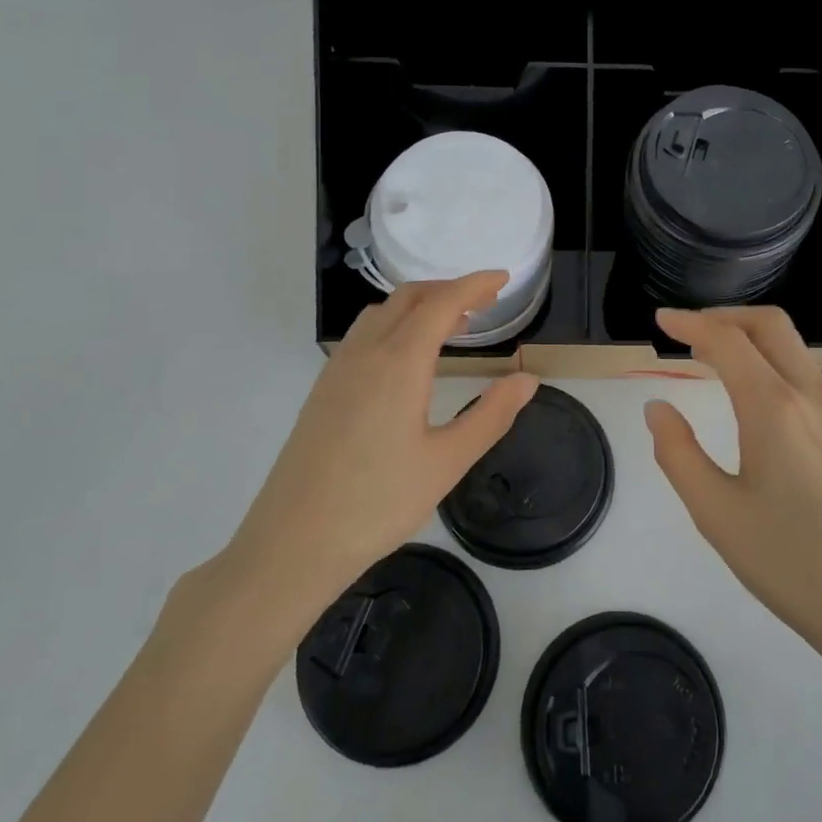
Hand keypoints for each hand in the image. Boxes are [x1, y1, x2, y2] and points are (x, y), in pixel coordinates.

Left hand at [223, 272, 538, 609]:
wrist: (294, 542)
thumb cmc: (378, 503)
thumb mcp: (447, 462)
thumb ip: (491, 416)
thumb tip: (527, 380)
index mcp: (399, 363)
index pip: (441, 303)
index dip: (474, 285)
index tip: (503, 279)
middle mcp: (365, 353)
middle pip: (408, 297)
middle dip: (448, 289)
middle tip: (484, 301)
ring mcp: (338, 369)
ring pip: (381, 313)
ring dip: (419, 305)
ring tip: (452, 325)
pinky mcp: (323, 389)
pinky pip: (363, 334)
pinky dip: (394, 324)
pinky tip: (406, 357)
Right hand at [644, 307, 821, 667]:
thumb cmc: (790, 564)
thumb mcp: (717, 513)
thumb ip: (678, 453)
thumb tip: (658, 408)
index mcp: (775, 409)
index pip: (728, 341)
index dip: (691, 323)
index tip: (662, 320)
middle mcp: (813, 396)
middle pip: (769, 325)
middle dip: (724, 316)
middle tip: (687, 330)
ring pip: (793, 349)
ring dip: (750, 339)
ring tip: (712, 360)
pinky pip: (806, 377)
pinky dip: (771, 364)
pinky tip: (752, 397)